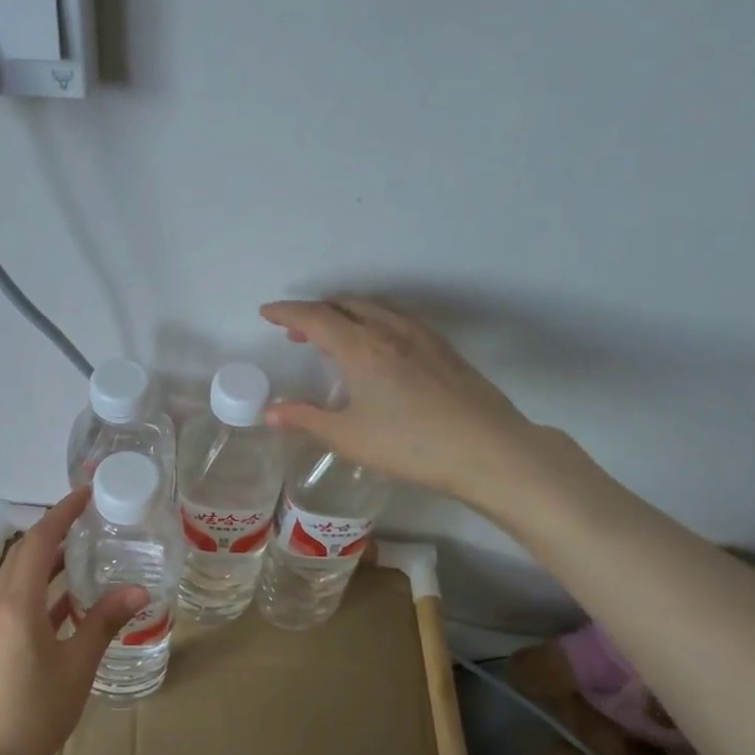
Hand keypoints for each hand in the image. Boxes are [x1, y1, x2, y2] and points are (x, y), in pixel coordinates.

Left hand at [0, 488, 147, 754]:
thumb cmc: (33, 713)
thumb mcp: (77, 666)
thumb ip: (104, 623)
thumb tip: (139, 589)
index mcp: (16, 603)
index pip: (39, 540)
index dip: (62, 513)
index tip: (87, 493)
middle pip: (25, 555)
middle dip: (55, 532)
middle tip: (91, 522)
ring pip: (19, 579)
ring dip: (48, 562)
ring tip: (85, 554)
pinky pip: (17, 603)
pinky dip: (42, 592)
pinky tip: (70, 603)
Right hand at [261, 297, 569, 516]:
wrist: (487, 449)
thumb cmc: (410, 445)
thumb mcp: (348, 437)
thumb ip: (306, 419)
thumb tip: (270, 413)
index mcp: (361, 347)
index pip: (314, 317)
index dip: (286, 313)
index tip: (266, 313)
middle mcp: (389, 330)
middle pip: (345, 305)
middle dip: (315, 312)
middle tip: (296, 331)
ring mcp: (421, 336)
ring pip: (374, 309)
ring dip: (346, 315)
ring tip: (333, 337)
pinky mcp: (443, 348)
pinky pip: (397, 319)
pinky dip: (373, 322)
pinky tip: (378, 348)